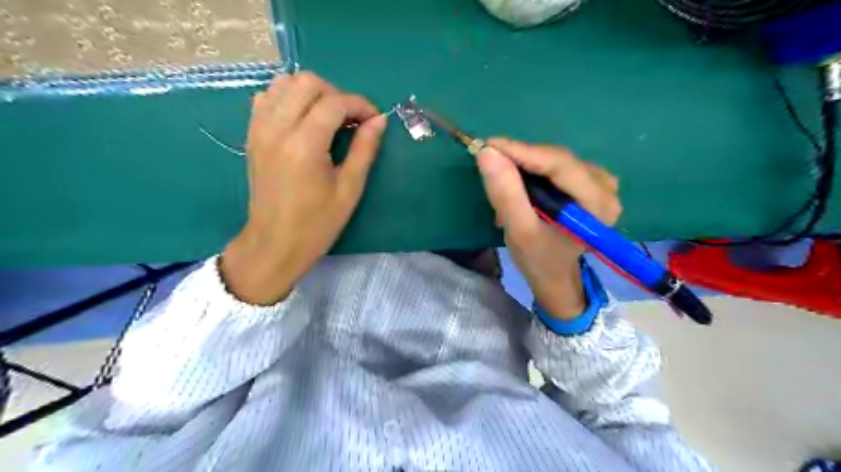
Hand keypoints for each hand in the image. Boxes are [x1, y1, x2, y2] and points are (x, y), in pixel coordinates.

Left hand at [215, 72, 386, 303]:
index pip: (335, 103)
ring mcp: (260, 129)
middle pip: (306, 82)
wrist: (275, 243)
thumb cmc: (317, 224)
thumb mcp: (349, 190)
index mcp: (305, 145)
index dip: (360, 105)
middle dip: (336, 94)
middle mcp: (278, 128)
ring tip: (328, 117)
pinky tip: (303, 120)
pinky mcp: (252, 135)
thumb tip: (379, 120)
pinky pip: (267, 98)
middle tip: (351, 119)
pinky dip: (288, 99)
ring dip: (311, 93)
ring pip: (284, 83)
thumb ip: (365, 150)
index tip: (374, 119)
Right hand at [477, 139, 618, 318]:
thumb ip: (506, 193)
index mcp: (597, 203)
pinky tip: (522, 188)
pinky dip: (534, 173)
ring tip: (505, 185)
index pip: (558, 163)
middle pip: (557, 160)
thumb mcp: (519, 230)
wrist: (554, 276)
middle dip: (521, 161)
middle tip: (490, 167)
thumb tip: (488, 153)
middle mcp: (606, 187)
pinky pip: (557, 167)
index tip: (487, 145)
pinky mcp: (591, 183)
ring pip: (555, 161)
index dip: (521, 151)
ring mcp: (601, 183)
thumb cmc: (539, 259)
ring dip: (526, 168)